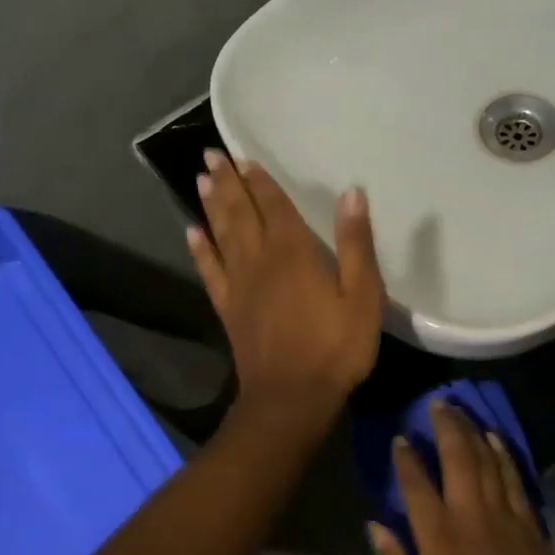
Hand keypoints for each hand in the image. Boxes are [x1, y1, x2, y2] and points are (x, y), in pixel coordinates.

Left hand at [188, 150, 384, 425]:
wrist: (291, 398)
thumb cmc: (335, 348)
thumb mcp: (363, 297)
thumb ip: (356, 244)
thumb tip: (351, 193)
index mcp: (293, 253)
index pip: (273, 206)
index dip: (260, 181)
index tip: (243, 157)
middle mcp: (259, 260)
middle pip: (240, 213)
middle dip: (227, 183)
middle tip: (210, 156)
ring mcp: (239, 285)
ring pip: (220, 235)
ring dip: (211, 206)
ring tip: (200, 180)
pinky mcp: (228, 309)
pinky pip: (210, 271)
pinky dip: (200, 250)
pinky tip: (192, 233)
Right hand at [370, 400, 554, 554]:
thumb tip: (376, 526)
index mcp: (440, 541)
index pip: (417, 486)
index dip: (407, 459)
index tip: (400, 438)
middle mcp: (472, 518)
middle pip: (458, 459)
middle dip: (446, 427)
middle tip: (436, 404)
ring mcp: (505, 518)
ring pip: (488, 461)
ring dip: (473, 432)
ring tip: (461, 412)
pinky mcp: (530, 525)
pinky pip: (514, 478)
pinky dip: (504, 455)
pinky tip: (495, 439)